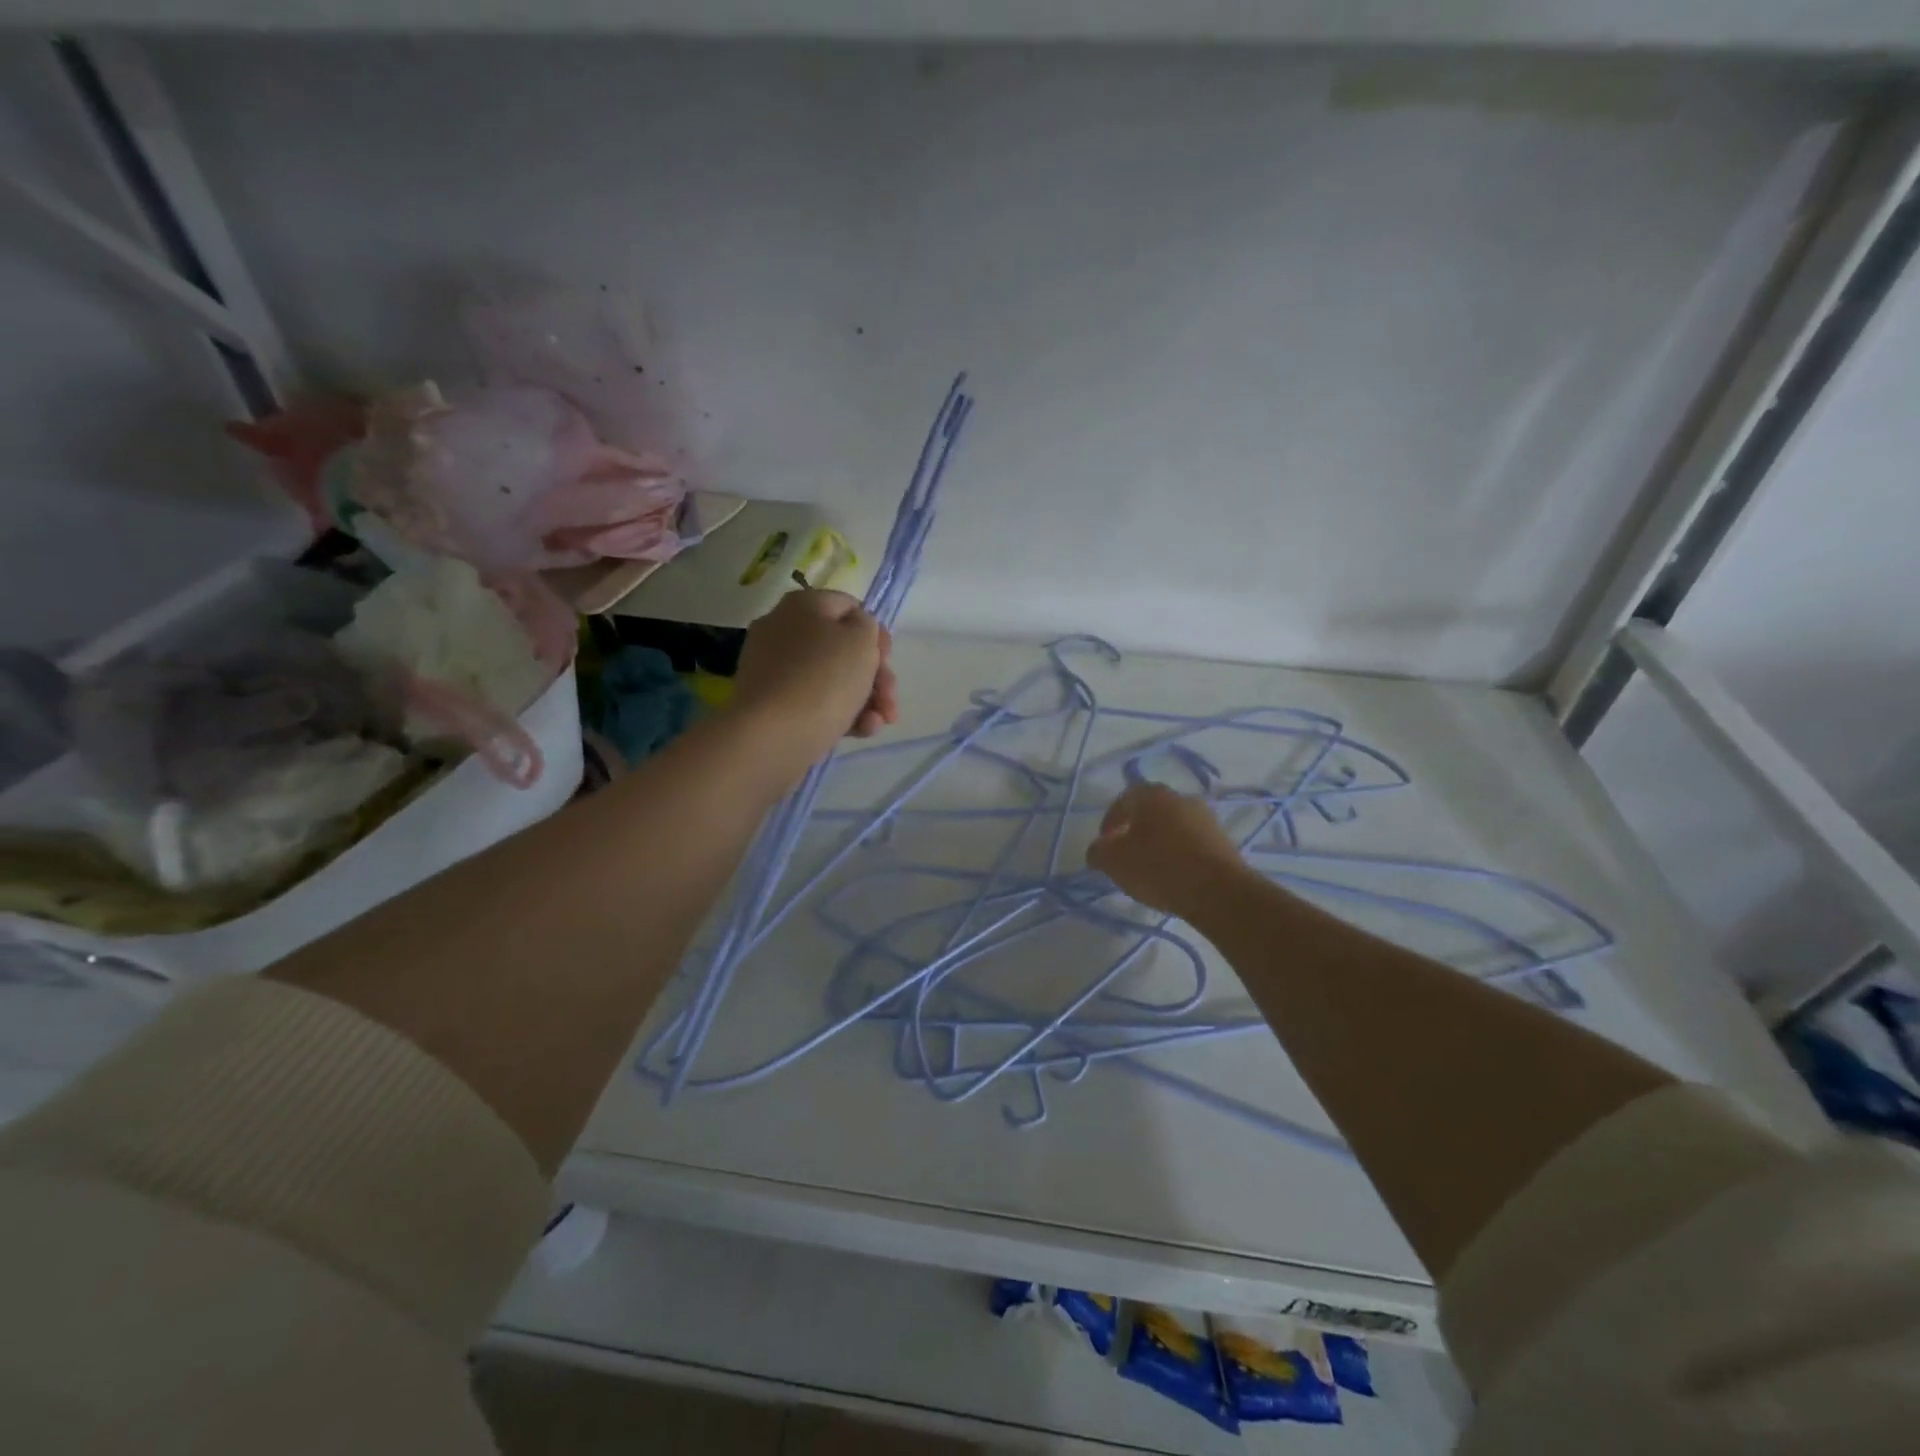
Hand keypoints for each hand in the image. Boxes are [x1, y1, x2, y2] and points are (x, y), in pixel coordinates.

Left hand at [729, 590, 898, 784]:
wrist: (773, 735)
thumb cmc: (824, 679)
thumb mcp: (861, 640)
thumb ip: (866, 626)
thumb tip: (854, 634)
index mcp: (803, 605)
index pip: (849, 607)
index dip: (876, 633)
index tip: (887, 660)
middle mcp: (783, 630)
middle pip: (843, 647)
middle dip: (875, 676)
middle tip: (889, 701)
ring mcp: (774, 669)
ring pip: (832, 679)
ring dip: (864, 700)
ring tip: (877, 724)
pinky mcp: (772, 704)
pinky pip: (814, 702)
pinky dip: (840, 715)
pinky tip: (860, 732)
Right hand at [1087, 782, 1251, 919]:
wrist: (1218, 892)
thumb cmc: (1158, 868)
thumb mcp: (1114, 862)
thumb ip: (1098, 851)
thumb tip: (1098, 849)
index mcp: (1152, 795)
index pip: (1123, 800)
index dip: (1109, 822)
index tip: (1105, 846)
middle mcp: (1180, 797)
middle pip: (1150, 811)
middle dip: (1136, 830)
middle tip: (1127, 855)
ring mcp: (1206, 818)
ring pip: (1173, 826)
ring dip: (1160, 842)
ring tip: (1152, 869)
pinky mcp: (1224, 840)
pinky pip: (1192, 842)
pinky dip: (1180, 854)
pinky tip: (1175, 875)